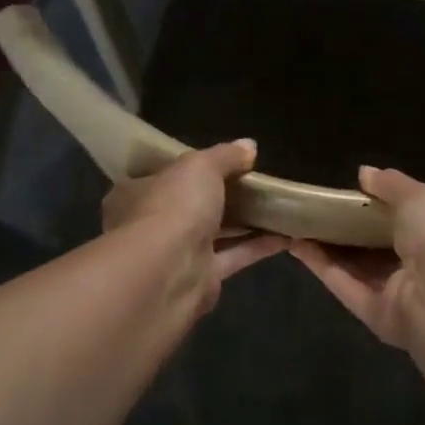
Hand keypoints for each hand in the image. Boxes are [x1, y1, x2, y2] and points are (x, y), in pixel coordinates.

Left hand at [102, 140, 286, 313]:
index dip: (189, 169)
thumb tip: (250, 145)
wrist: (168, 273)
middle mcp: (152, 224)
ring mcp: (177, 254)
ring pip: (215, 233)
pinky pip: (234, 256)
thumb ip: (225, 156)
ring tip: (277, 207)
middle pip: (191, 206)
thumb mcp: (200, 166)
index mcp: (137, 193)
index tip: (220, 162)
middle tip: (255, 184)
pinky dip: (257, 245)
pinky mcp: (202, 278)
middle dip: (221, 197)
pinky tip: (286, 234)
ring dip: (244, 222)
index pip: (161, 176)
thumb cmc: (173, 207)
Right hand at [292, 166, 424, 347]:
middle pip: (372, 246)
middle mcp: (415, 265)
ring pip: (354, 268)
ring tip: (294, 223)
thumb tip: (363, 172)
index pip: (400, 219)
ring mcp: (395, 293)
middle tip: (310, 207)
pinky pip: (345, 286)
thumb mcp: (419, 198)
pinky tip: (296, 244)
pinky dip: (321, 266)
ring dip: (325, 247)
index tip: (341, 191)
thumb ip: (391, 185)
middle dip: (343, 229)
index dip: (371, 207)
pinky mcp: (375, 315)